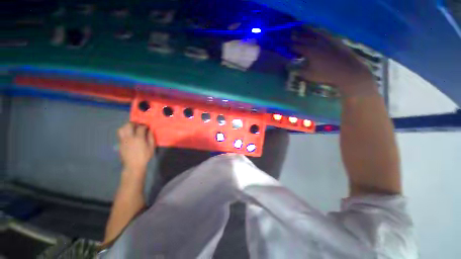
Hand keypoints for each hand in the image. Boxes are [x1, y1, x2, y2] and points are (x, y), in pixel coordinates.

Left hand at [117, 123, 154, 173]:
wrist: (133, 165)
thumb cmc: (144, 156)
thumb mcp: (151, 147)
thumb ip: (151, 138)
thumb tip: (150, 131)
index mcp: (139, 138)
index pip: (140, 128)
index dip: (144, 126)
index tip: (146, 127)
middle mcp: (129, 138)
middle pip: (128, 125)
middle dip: (133, 123)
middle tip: (137, 125)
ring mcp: (123, 141)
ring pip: (121, 129)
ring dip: (126, 127)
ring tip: (131, 128)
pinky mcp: (120, 144)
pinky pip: (120, 135)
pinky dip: (124, 132)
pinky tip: (128, 135)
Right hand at [293, 30, 375, 95]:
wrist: (347, 69)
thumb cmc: (326, 74)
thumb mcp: (309, 75)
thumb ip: (299, 70)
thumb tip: (291, 67)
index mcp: (309, 51)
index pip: (297, 47)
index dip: (291, 46)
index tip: (287, 46)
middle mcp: (317, 43)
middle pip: (304, 38)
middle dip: (297, 36)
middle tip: (291, 35)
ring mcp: (326, 39)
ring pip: (314, 33)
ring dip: (307, 30)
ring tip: (302, 28)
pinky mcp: (334, 39)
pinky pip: (324, 32)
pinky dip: (318, 31)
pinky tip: (317, 31)